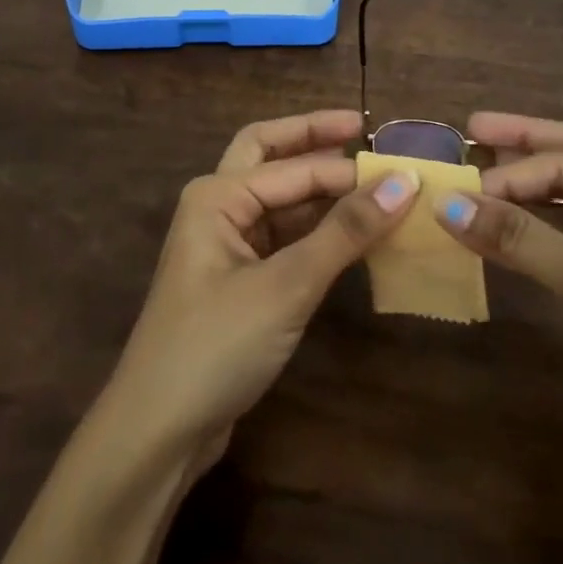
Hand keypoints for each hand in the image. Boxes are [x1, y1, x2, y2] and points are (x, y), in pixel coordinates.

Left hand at [103, 111, 417, 464]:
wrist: (158, 432)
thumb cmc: (216, 345)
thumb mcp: (286, 286)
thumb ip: (345, 232)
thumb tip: (404, 181)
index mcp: (217, 195)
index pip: (294, 167)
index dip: (348, 168)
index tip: (404, 168)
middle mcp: (218, 208)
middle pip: (270, 157)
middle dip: (312, 141)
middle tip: (361, 130)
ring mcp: (226, 245)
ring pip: (279, 200)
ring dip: (320, 191)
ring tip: (372, 187)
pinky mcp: (239, 281)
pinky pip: (283, 238)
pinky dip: (316, 231)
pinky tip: (353, 236)